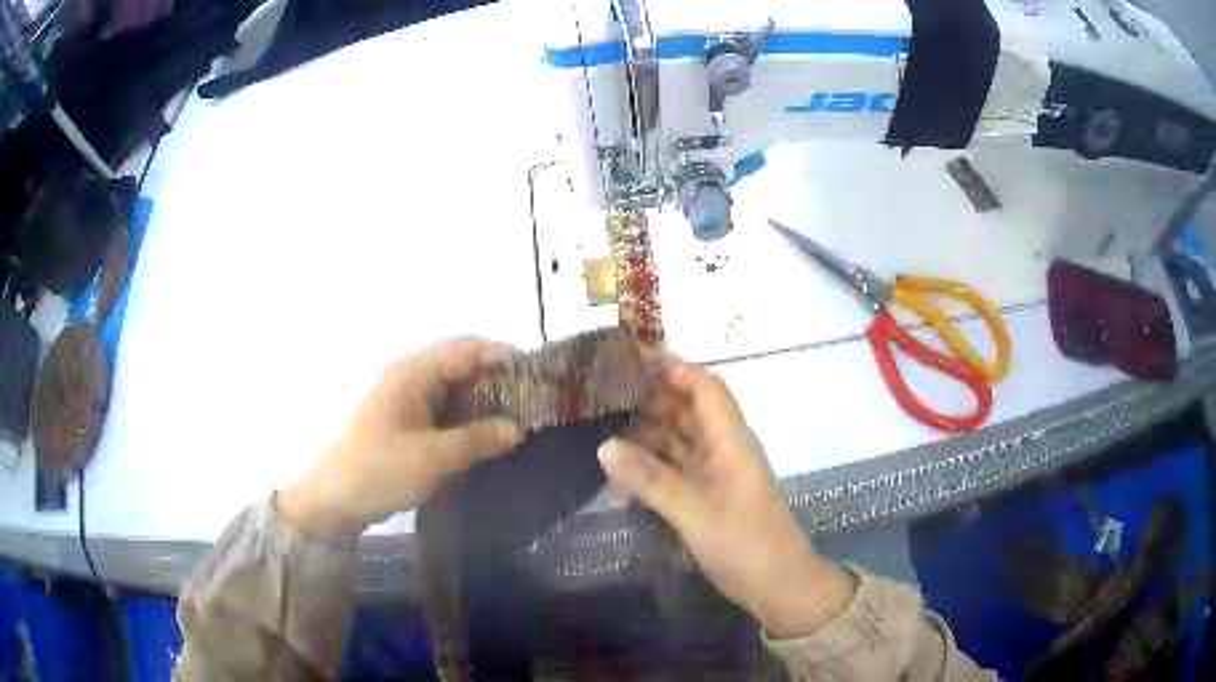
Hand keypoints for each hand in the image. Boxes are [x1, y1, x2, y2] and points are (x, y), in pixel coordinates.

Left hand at [279, 336, 523, 542]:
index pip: (466, 348)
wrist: (335, 500)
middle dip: (498, 375)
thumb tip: (518, 429)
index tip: (538, 373)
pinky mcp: (405, 419)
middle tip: (533, 398)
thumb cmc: (379, 471)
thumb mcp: (432, 457)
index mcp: (412, 372)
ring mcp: (406, 397)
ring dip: (484, 396)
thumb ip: (477, 439)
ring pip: (454, 385)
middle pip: (462, 362)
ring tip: (518, 415)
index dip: (503, 354)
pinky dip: (468, 413)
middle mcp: (409, 376)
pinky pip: (444, 406)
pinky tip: (486, 432)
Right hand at [599, 359, 853, 638]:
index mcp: (730, 440)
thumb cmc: (745, 543)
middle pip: (688, 410)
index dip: (674, 369)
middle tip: (602, 394)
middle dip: (652, 398)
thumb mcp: (695, 512)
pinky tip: (620, 472)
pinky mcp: (707, 497)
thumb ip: (651, 479)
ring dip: (646, 434)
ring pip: (678, 440)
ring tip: (600, 428)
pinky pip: (674, 470)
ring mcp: (714, 474)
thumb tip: (604, 445)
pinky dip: (650, 466)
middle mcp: (722, 449)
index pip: (705, 387)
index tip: (632, 360)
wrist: (778, 585)